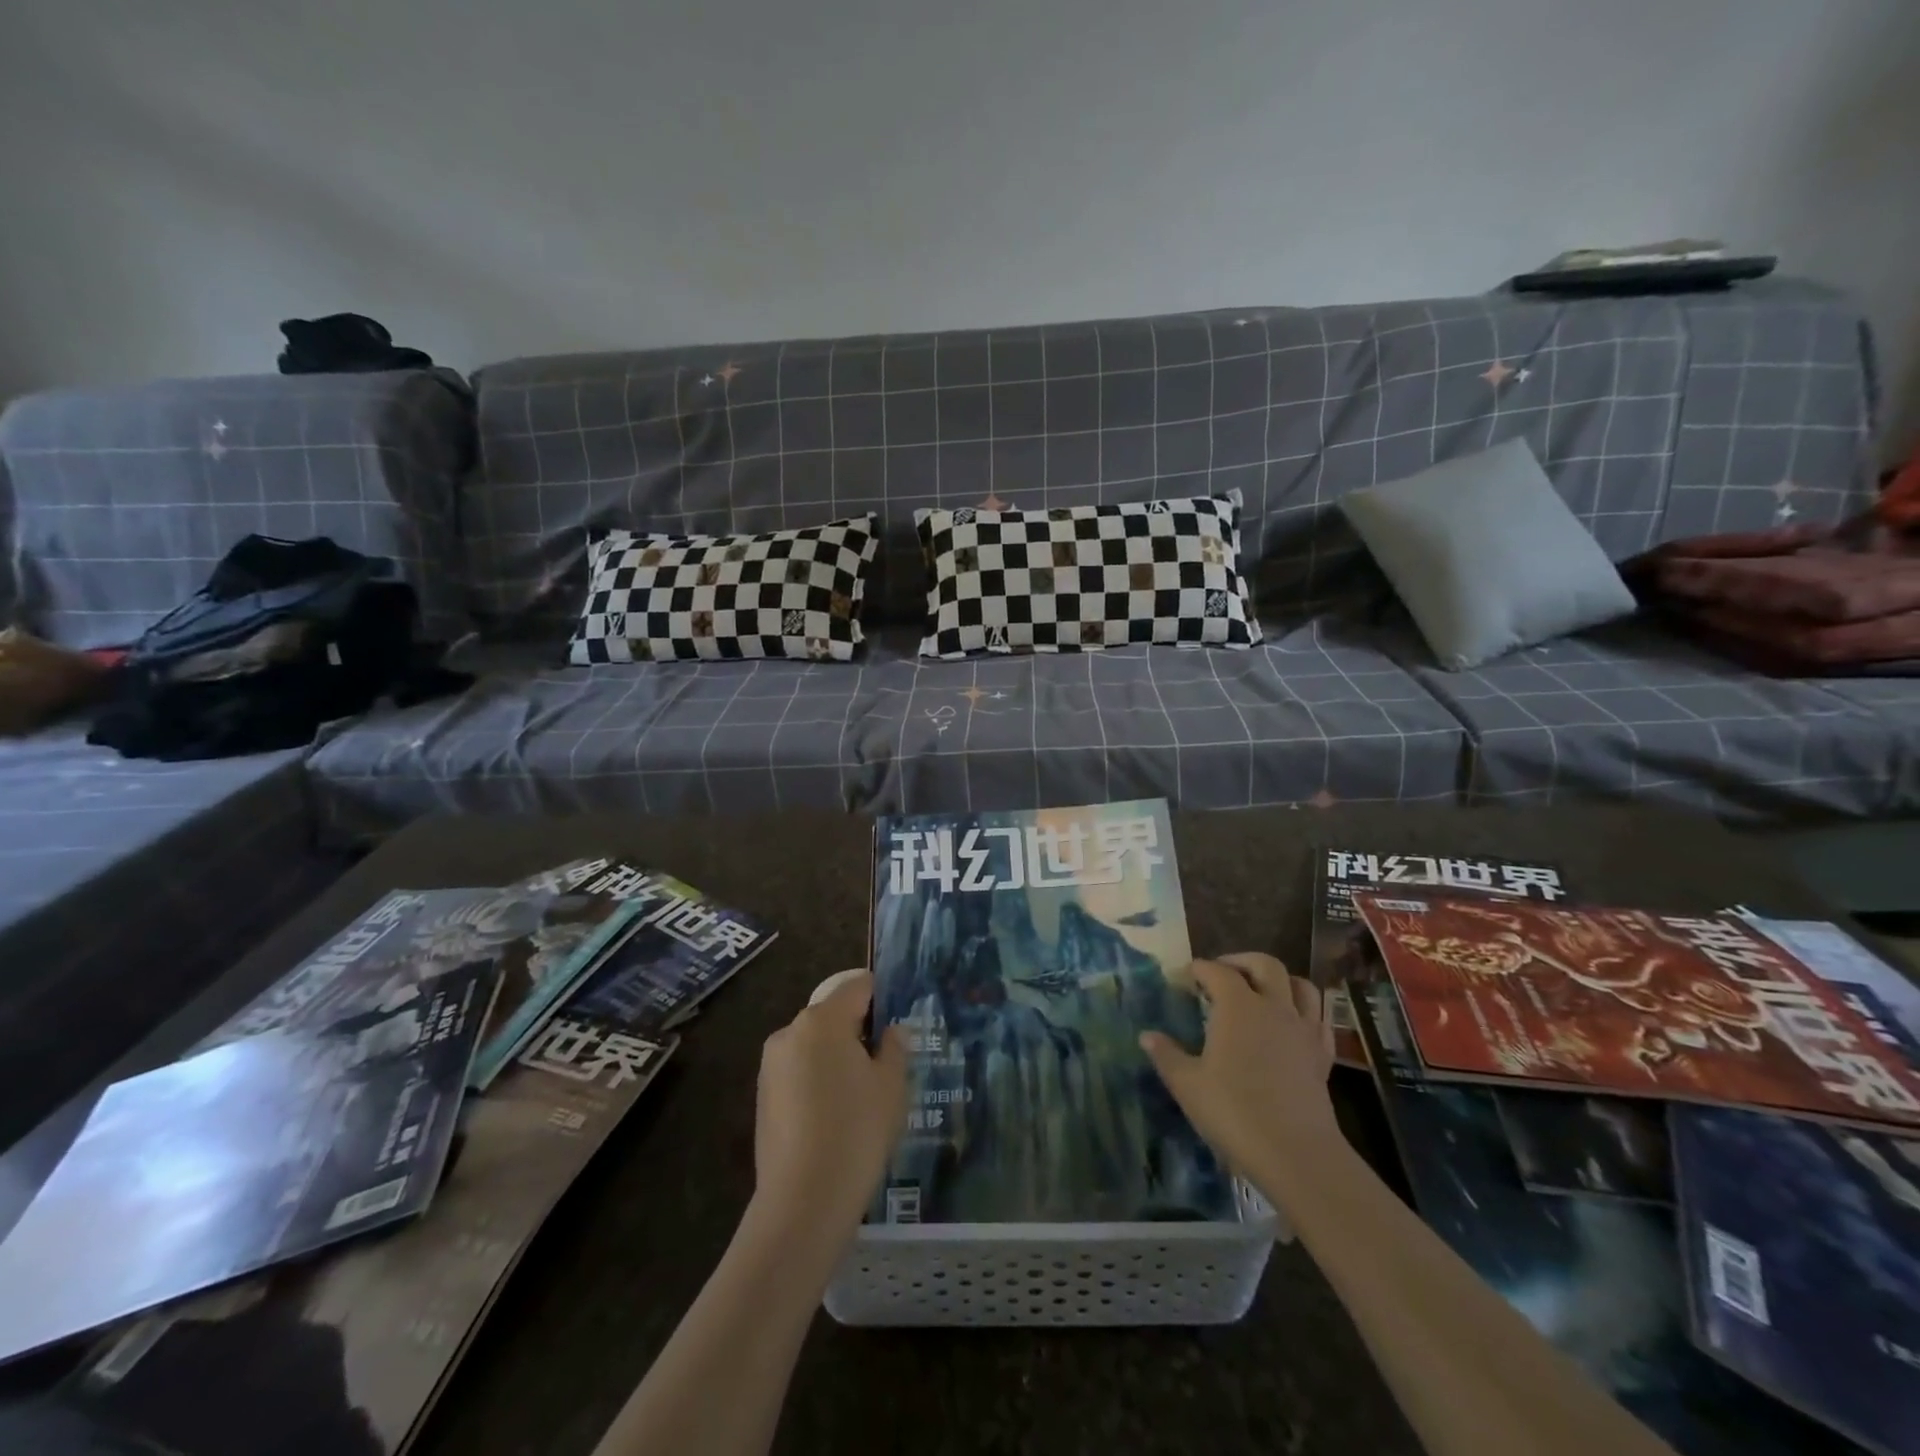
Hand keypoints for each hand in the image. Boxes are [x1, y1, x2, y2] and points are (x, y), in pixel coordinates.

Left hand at [752, 970, 907, 1237]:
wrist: (803, 1202)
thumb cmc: (856, 1131)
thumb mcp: (891, 1086)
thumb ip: (894, 1047)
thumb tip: (890, 1031)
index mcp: (822, 1020)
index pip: (858, 986)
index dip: (882, 997)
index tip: (899, 1023)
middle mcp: (790, 1032)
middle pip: (833, 1014)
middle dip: (859, 1030)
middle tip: (886, 1065)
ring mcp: (771, 1065)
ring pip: (815, 1045)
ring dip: (838, 1057)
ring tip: (862, 1096)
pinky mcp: (762, 1096)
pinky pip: (799, 1072)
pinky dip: (818, 1081)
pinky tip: (836, 1117)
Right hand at [1140, 953, 1338, 1199]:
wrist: (1296, 1154)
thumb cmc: (1234, 1112)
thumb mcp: (1187, 1084)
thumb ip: (1166, 1055)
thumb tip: (1147, 1036)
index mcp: (1238, 1005)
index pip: (1216, 971)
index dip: (1198, 969)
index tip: (1184, 977)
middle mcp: (1274, 1007)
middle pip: (1265, 965)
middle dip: (1241, 962)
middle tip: (1222, 973)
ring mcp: (1303, 1030)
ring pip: (1301, 986)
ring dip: (1280, 980)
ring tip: (1261, 991)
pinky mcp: (1323, 1056)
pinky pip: (1319, 1019)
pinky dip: (1304, 1012)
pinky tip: (1292, 1025)